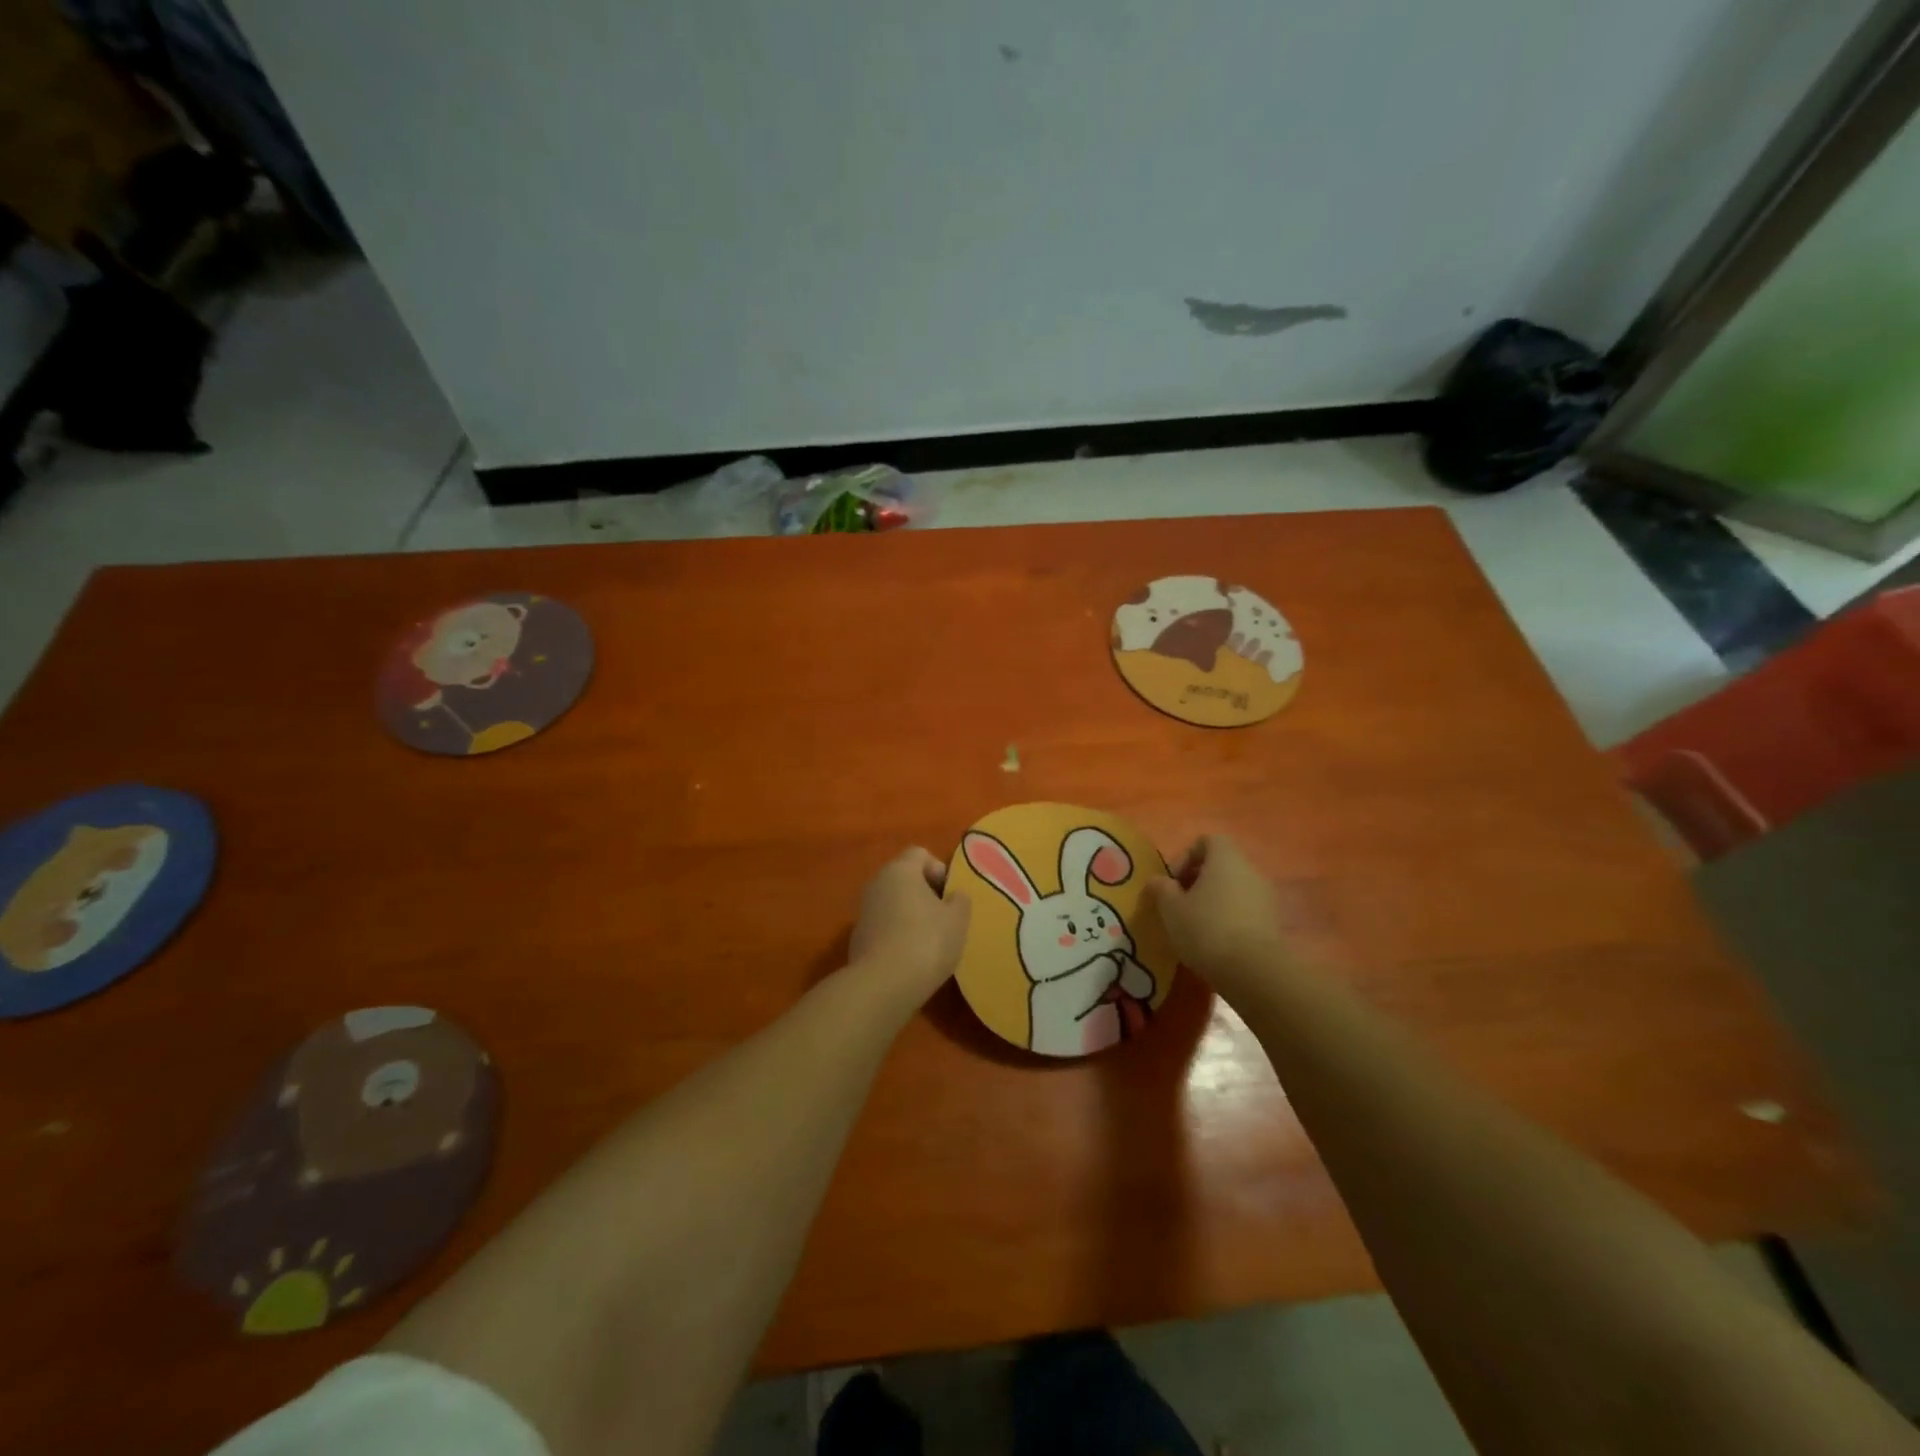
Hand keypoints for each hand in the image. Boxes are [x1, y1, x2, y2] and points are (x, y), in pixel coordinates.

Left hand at [847, 847, 971, 1011]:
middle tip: (944, 918)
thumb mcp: (957, 919)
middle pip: (905, 878)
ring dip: (911, 915)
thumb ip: (960, 900)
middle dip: (926, 893)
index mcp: (900, 870)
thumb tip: (954, 895)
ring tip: (930, 941)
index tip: (950, 896)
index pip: (920, 853)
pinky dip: (897, 935)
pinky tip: (911, 958)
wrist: (883, 985)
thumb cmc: (926, 941)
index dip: (939, 870)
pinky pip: (884, 926)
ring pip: (893, 903)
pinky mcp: (858, 938)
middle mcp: (877, 883)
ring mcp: (863, 911)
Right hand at [1144, 835, 1286, 1000]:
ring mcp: (1266, 896)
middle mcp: (1250, 870)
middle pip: (1221, 865)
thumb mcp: (1170, 909)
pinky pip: (1245, 910)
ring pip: (1233, 889)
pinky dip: (1230, 919)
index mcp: (1225, 858)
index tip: (1172, 883)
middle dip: (1198, 882)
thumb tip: (1158, 881)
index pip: (1206, 841)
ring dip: (1214, 902)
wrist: (1253, 971)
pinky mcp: (1274, 922)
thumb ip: (1161, 889)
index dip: (1185, 857)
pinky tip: (1215, 943)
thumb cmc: (1206, 928)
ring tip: (1195, 927)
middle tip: (1179, 905)